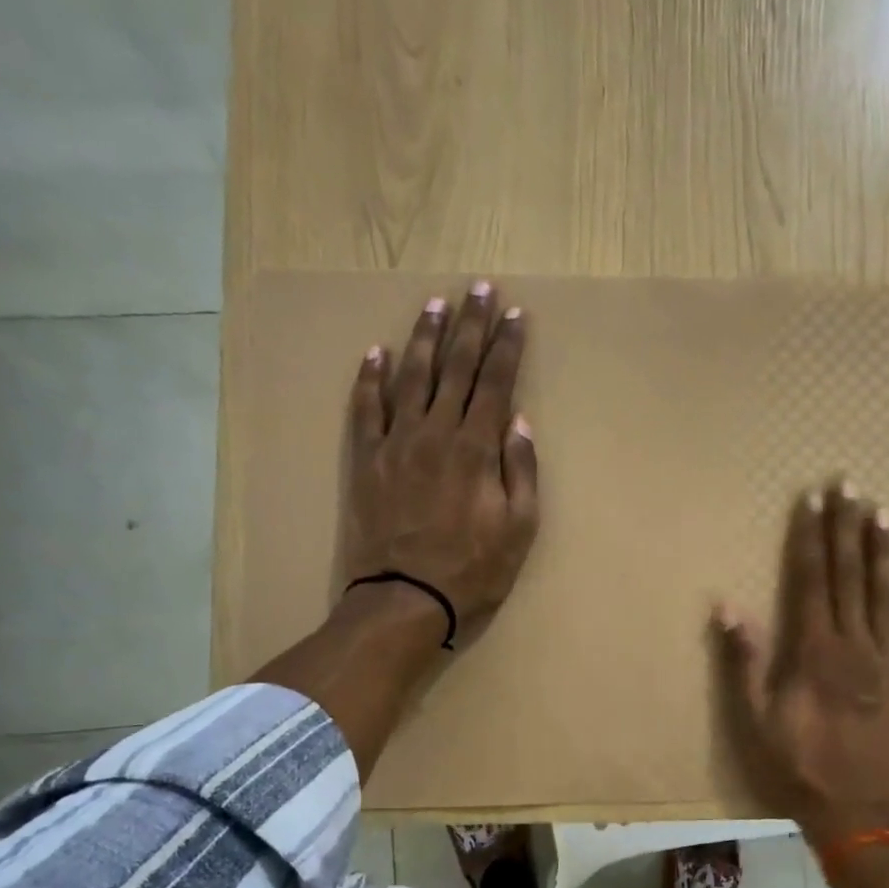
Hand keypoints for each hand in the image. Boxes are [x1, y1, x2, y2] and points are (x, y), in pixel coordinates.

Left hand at [343, 281, 540, 640]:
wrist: (405, 598)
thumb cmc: (472, 569)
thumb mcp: (520, 529)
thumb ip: (521, 471)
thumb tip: (518, 421)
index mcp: (476, 448)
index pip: (496, 383)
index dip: (508, 346)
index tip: (516, 314)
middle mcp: (436, 432)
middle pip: (456, 368)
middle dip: (472, 325)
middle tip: (480, 289)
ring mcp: (396, 443)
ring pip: (412, 377)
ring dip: (425, 338)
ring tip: (436, 305)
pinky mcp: (367, 460)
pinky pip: (367, 409)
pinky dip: (371, 378)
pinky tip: (377, 352)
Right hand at [713, 480, 888, 841]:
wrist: (858, 813)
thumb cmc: (797, 766)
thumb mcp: (753, 720)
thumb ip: (743, 662)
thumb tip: (728, 607)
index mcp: (813, 650)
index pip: (811, 578)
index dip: (811, 536)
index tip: (813, 499)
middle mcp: (854, 644)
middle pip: (850, 575)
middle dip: (847, 528)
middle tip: (850, 485)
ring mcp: (888, 662)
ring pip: (887, 595)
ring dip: (883, 552)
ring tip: (884, 514)